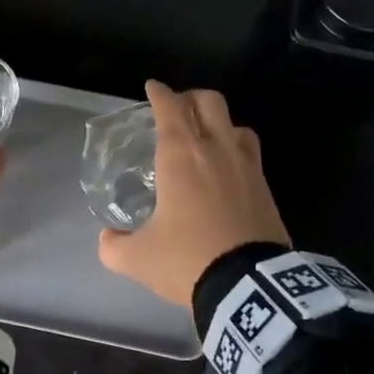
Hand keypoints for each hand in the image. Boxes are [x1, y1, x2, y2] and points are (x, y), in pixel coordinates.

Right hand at [97, 80, 289, 306]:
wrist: (249, 286)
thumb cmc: (188, 260)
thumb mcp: (138, 258)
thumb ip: (114, 245)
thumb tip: (107, 238)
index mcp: (181, 156)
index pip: (170, 108)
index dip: (159, 93)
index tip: (152, 88)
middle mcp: (216, 150)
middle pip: (209, 101)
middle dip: (190, 98)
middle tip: (177, 111)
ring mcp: (247, 166)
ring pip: (236, 124)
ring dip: (219, 123)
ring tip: (207, 138)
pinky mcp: (266, 188)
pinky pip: (251, 154)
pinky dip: (236, 150)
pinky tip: (227, 171)